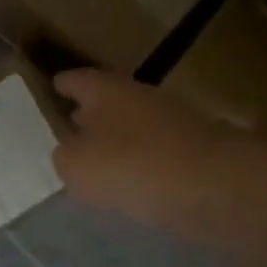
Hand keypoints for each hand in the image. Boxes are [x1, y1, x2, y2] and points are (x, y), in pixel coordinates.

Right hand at [51, 69, 227, 229]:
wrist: (211, 185)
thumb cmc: (130, 166)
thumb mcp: (75, 165)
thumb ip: (64, 157)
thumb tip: (70, 153)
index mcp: (107, 92)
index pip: (80, 80)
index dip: (65, 83)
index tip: (55, 83)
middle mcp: (141, 99)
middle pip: (109, 102)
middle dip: (89, 112)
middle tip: (71, 121)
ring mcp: (172, 125)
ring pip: (132, 128)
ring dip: (115, 140)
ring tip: (95, 159)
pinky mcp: (192, 154)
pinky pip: (152, 155)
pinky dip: (137, 164)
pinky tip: (126, 183)